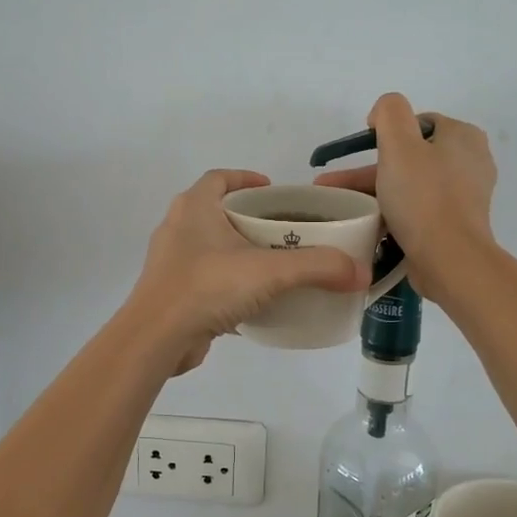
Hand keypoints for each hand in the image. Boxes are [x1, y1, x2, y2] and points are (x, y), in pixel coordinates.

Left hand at [130, 169, 369, 374]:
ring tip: (275, 265)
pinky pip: (206, 280)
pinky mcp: (172, 293)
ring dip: (239, 253)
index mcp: (194, 207)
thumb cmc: (207, 287)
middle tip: (285, 231)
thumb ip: (318, 267)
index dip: (246, 178)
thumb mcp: (270, 272)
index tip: (274, 190)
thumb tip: (360, 272)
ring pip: (211, 248)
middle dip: (250, 218)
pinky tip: (255, 301)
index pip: (220, 178)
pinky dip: (229, 284)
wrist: (156, 339)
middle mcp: (178, 228)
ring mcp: (171, 262)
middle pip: (218, 212)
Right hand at [314, 94, 496, 299]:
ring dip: (374, 191)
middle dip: (368, 169)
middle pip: (410, 156)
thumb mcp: (399, 144)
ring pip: (409, 184)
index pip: (416, 123)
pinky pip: (417, 208)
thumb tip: (382, 114)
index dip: (385, 133)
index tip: (360, 153)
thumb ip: (389, 112)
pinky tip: (367, 222)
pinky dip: (392, 211)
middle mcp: (470, 161)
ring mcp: (464, 195)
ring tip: (339, 206)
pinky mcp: (455, 223)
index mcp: (463, 136)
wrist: (449, 260)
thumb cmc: (423, 197)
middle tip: (334, 185)